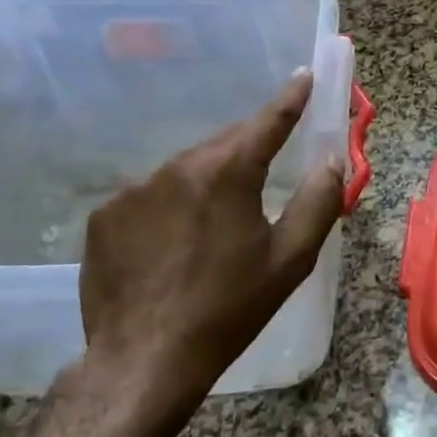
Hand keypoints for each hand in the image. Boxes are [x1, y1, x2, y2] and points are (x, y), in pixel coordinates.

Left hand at [75, 70, 345, 415]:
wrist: (145, 361)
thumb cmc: (229, 310)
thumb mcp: (291, 260)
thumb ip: (319, 202)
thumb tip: (332, 161)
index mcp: (227, 174)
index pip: (267, 122)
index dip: (290, 98)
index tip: (304, 75)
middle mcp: (177, 169)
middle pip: (224, 144)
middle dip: (249, 147)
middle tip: (268, 165)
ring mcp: (134, 191)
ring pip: (186, 169)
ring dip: (209, 180)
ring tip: (218, 222)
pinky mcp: (105, 217)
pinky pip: (150, 196)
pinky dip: (171, 206)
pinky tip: (174, 244)